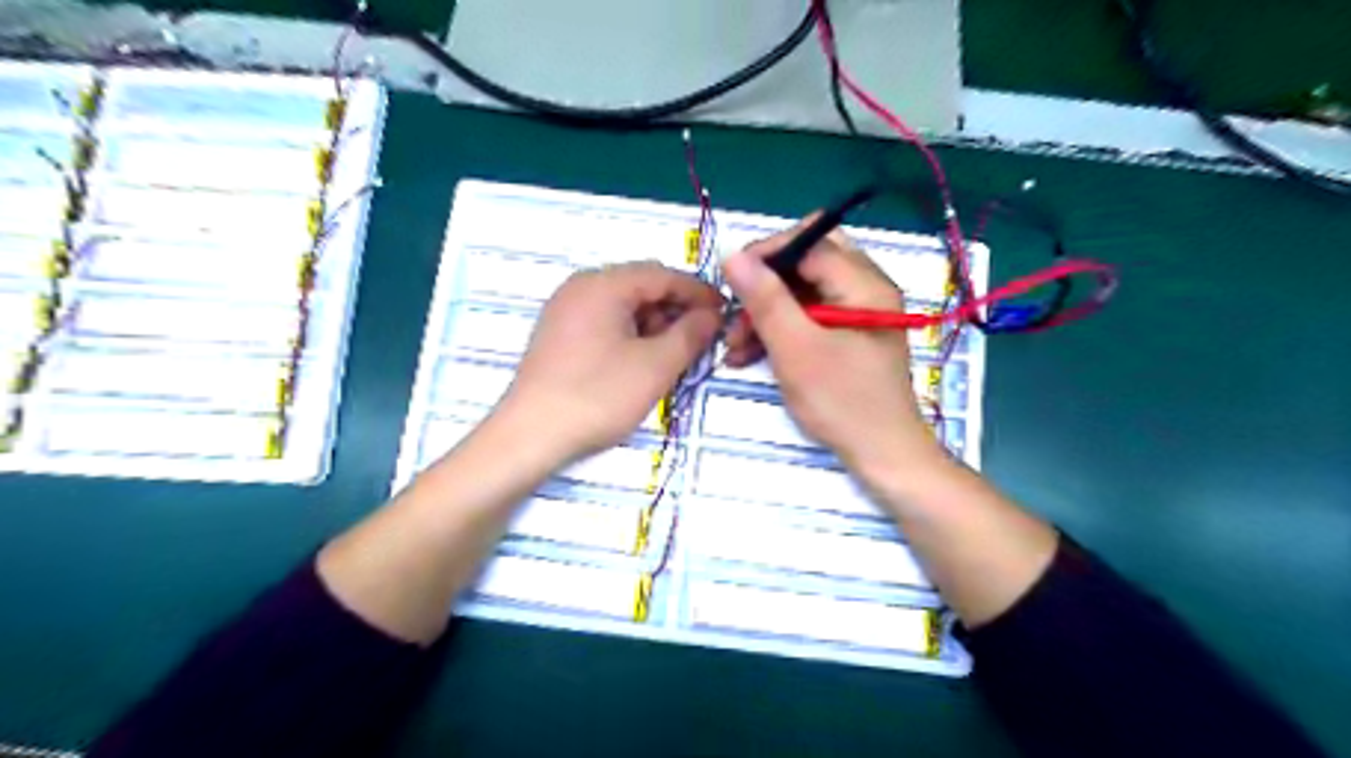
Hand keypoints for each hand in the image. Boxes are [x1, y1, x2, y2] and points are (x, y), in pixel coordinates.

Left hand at [496, 262, 722, 460]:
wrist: (530, 435)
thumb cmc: (598, 395)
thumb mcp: (656, 366)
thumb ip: (690, 334)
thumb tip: (711, 315)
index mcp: (603, 284)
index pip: (662, 274)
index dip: (698, 292)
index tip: (725, 312)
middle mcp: (580, 287)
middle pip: (641, 286)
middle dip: (676, 309)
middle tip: (702, 337)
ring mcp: (565, 310)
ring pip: (623, 306)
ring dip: (654, 323)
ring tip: (675, 353)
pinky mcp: (558, 335)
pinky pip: (604, 322)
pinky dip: (631, 334)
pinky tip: (643, 360)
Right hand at [722, 220, 940, 479]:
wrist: (882, 454)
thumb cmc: (842, 402)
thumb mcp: (796, 349)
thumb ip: (765, 299)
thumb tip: (732, 254)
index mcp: (864, 283)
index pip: (809, 242)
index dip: (766, 254)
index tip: (730, 279)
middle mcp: (865, 287)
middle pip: (807, 261)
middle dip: (765, 284)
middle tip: (737, 311)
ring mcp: (857, 311)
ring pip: (803, 291)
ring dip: (766, 311)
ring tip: (736, 346)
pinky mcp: (848, 334)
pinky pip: (808, 316)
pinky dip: (780, 329)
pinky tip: (751, 355)